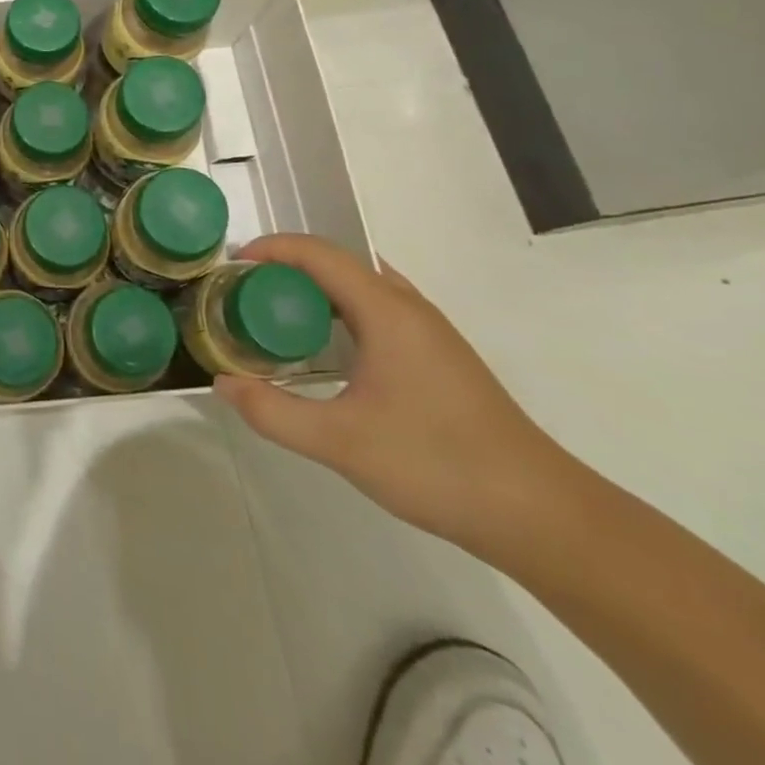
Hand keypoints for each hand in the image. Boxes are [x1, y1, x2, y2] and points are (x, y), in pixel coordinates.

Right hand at [214, 233, 575, 557]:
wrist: (541, 515)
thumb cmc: (437, 465)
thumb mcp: (341, 443)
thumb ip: (273, 411)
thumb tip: (223, 383)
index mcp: (385, 310)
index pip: (317, 253)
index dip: (269, 249)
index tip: (230, 269)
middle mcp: (407, 306)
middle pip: (336, 260)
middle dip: (284, 267)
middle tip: (244, 295)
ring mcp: (427, 329)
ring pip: (358, 284)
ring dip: (313, 287)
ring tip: (275, 315)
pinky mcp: (437, 354)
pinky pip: (375, 307)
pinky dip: (338, 308)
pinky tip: (325, 349)